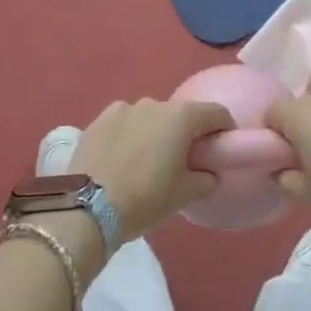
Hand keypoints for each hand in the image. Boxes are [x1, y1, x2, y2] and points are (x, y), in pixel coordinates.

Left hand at [70, 98, 234, 241]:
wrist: (87, 208)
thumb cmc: (145, 198)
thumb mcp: (184, 195)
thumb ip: (205, 179)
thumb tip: (209, 173)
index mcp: (181, 117)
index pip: (216, 113)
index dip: (224, 129)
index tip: (221, 148)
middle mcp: (154, 103)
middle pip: (180, 114)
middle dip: (186, 133)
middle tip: (184, 161)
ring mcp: (123, 108)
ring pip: (150, 117)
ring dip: (155, 133)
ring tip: (147, 161)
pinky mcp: (98, 120)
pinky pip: (124, 123)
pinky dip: (129, 135)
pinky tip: (122, 159)